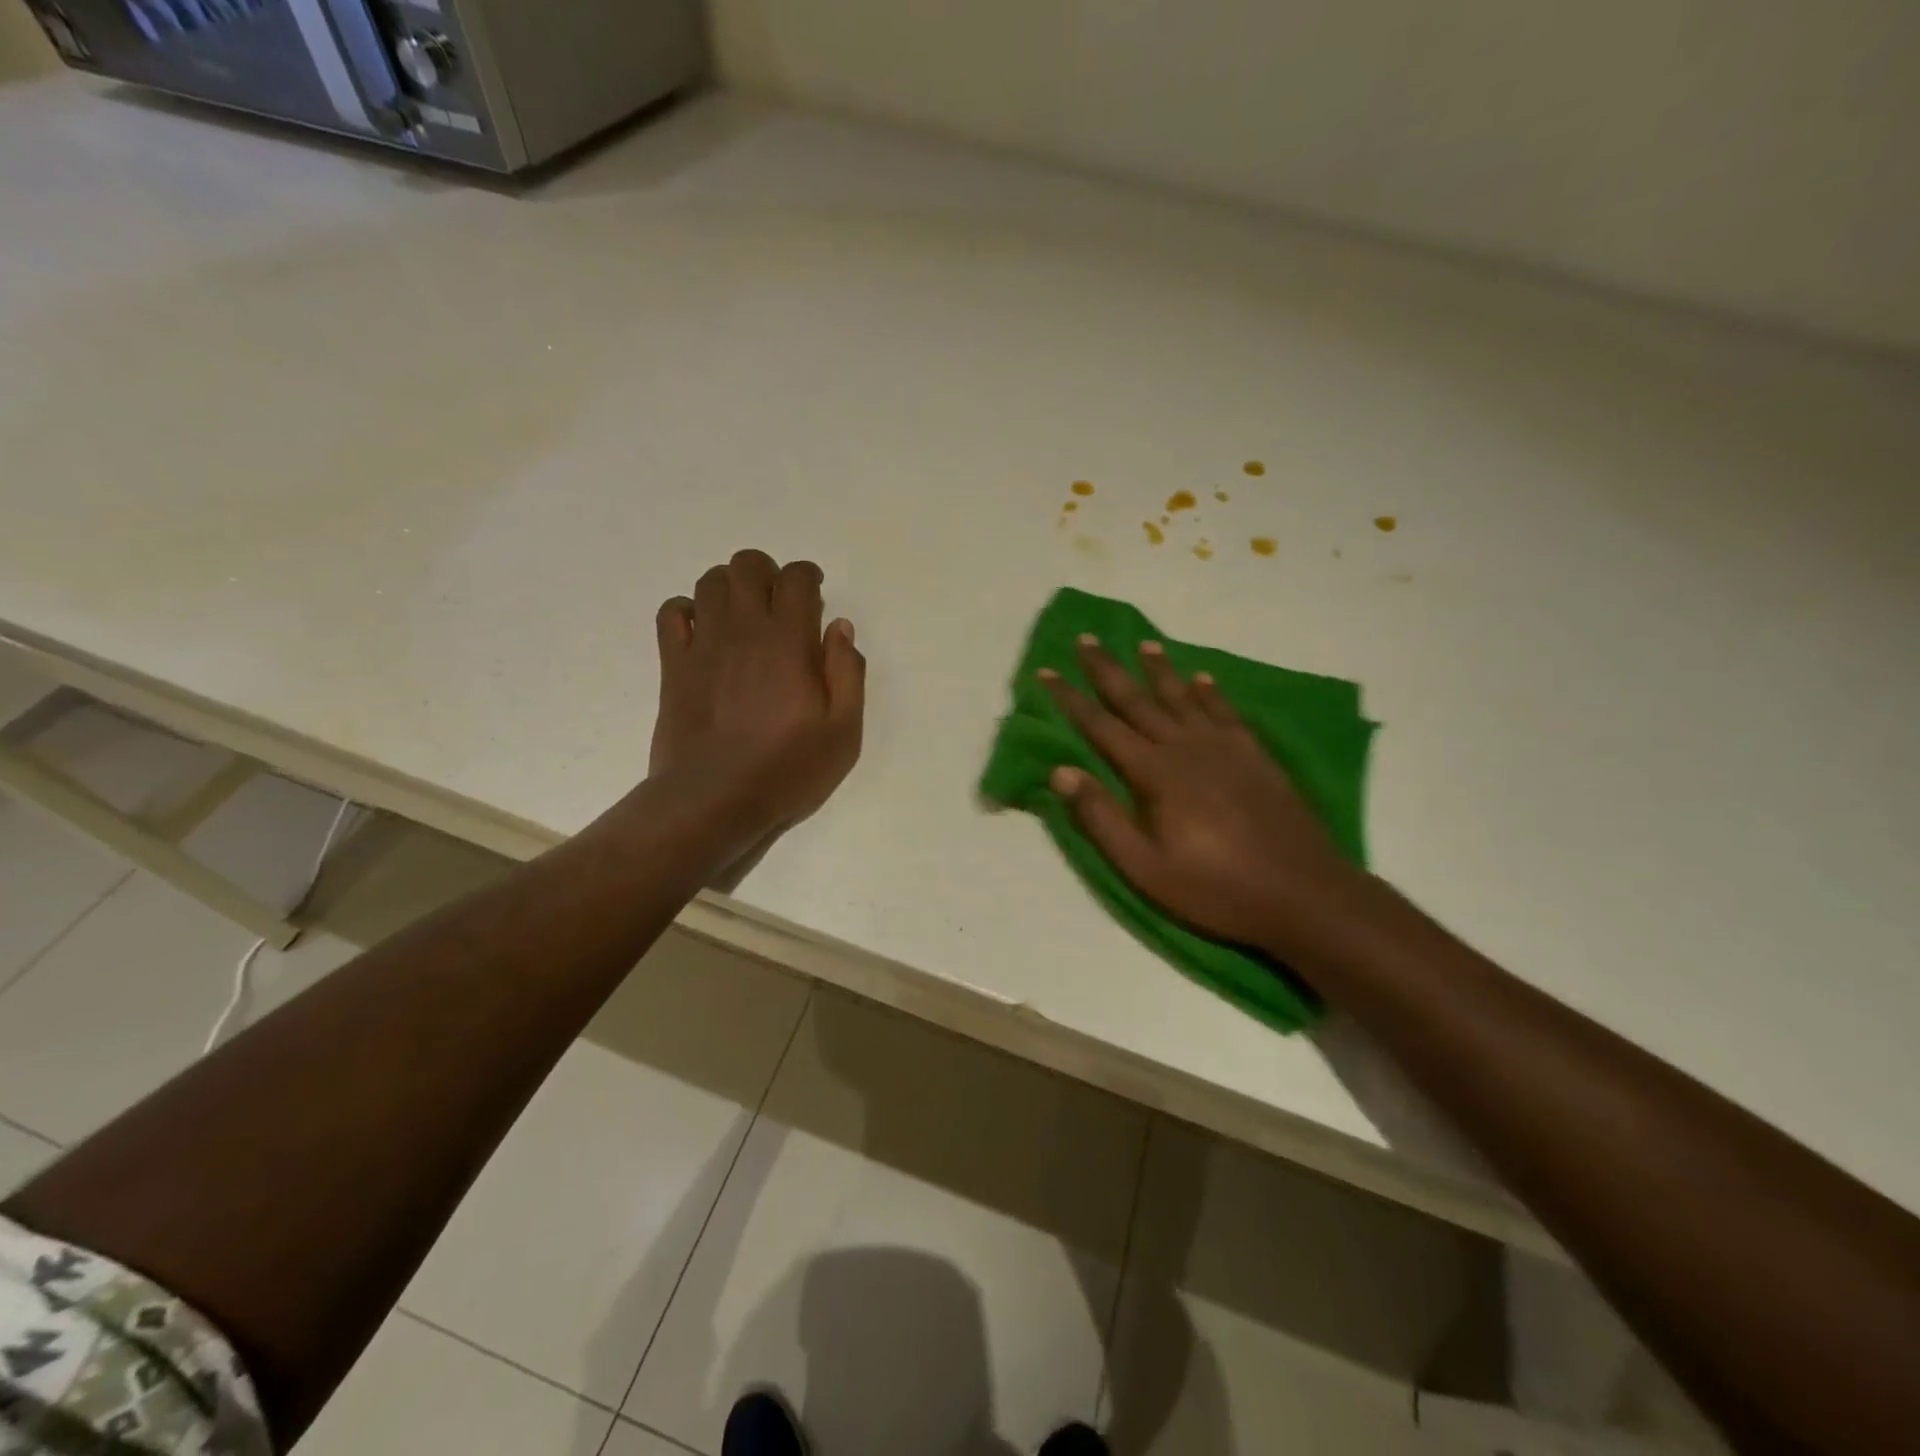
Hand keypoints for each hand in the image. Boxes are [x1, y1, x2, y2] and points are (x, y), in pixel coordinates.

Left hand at [646, 549, 865, 858]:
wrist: (714, 800)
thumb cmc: (787, 769)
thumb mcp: (843, 732)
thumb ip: (847, 673)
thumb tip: (840, 628)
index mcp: (789, 641)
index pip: (795, 579)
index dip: (807, 576)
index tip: (814, 593)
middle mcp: (744, 630)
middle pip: (747, 566)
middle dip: (767, 572)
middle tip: (779, 602)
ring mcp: (703, 644)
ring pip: (710, 582)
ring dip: (731, 586)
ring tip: (744, 614)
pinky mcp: (673, 664)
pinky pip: (672, 612)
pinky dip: (689, 609)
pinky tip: (704, 632)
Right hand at [1042, 636, 1373, 962]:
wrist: (1302, 893)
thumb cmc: (1214, 887)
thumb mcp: (1144, 866)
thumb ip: (1101, 818)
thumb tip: (1060, 772)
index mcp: (1155, 773)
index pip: (1102, 726)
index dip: (1071, 699)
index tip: (1047, 672)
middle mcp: (1186, 748)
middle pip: (1138, 700)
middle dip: (1108, 669)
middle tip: (1086, 638)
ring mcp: (1225, 748)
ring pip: (1183, 697)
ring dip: (1159, 670)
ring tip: (1144, 644)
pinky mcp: (1255, 756)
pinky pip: (1226, 712)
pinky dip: (1211, 692)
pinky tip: (1202, 678)